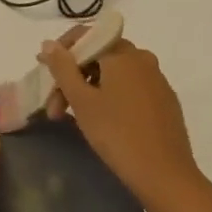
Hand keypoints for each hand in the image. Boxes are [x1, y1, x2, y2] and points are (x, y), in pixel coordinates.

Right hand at [39, 34, 203, 206]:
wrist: (166, 176)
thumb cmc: (117, 134)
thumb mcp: (82, 101)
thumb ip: (63, 68)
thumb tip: (49, 43)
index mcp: (123, 53)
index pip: (86, 35)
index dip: (61, 51)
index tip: (45, 71)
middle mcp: (142, 59)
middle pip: (99, 56)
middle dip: (72, 77)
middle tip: (54, 107)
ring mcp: (157, 80)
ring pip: (114, 74)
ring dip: (89, 89)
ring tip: (72, 118)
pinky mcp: (165, 101)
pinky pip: (131, 87)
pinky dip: (111, 96)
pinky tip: (102, 120)